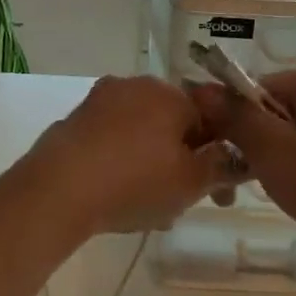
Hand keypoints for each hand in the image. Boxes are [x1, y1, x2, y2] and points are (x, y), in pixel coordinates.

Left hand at [23, 75, 235, 235]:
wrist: (57, 189)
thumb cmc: (134, 182)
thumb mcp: (191, 183)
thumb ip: (222, 167)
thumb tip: (238, 157)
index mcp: (169, 93)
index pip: (211, 120)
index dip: (220, 159)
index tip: (220, 195)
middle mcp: (134, 86)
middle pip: (173, 126)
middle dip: (184, 162)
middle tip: (183, 203)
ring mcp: (100, 101)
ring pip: (142, 135)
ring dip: (153, 166)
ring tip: (150, 209)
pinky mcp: (74, 121)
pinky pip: (112, 141)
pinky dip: (122, 163)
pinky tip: (118, 196)